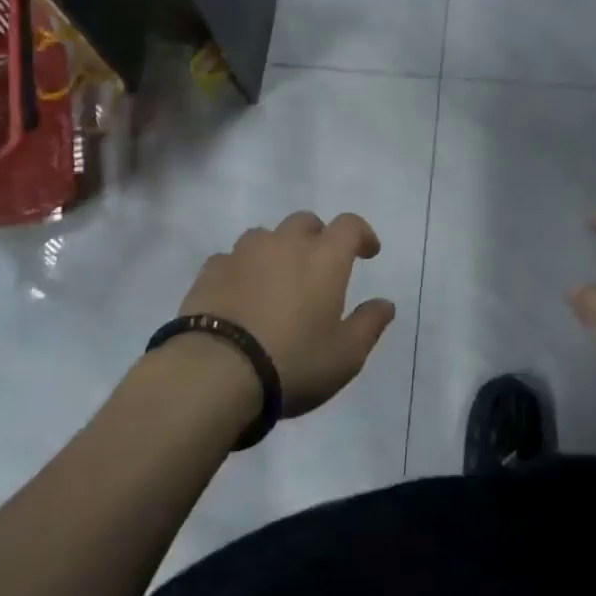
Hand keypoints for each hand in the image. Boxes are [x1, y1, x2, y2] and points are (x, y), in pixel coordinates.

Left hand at [178, 211, 396, 416]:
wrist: (215, 372)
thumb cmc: (293, 361)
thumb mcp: (345, 355)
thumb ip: (369, 325)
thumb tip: (385, 304)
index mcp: (324, 257)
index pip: (350, 225)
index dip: (362, 234)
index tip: (368, 252)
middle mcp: (285, 243)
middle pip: (305, 222)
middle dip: (317, 237)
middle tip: (320, 265)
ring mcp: (243, 253)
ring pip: (266, 236)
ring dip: (277, 249)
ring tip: (277, 279)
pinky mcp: (210, 271)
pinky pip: (232, 258)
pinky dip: (242, 269)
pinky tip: (240, 294)